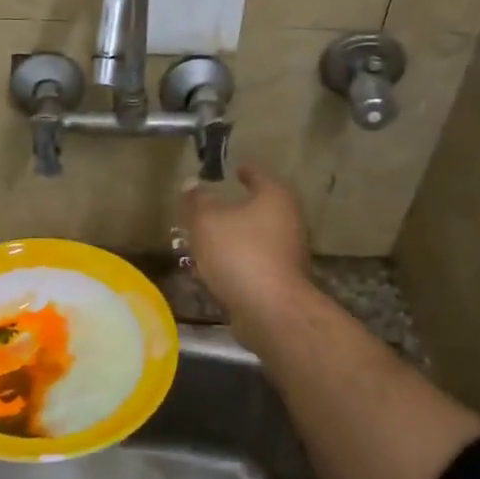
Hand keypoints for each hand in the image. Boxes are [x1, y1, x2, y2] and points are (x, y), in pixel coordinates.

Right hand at [181, 164, 311, 334]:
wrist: (269, 309)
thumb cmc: (239, 253)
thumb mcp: (207, 220)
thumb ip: (197, 200)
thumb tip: (192, 183)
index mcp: (275, 197)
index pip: (257, 174)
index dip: (243, 170)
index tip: (233, 169)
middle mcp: (288, 220)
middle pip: (255, 207)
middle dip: (230, 210)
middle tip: (206, 210)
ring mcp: (287, 252)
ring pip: (251, 237)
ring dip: (229, 239)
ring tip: (201, 242)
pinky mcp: (280, 279)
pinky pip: (251, 262)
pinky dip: (233, 262)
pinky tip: (210, 271)